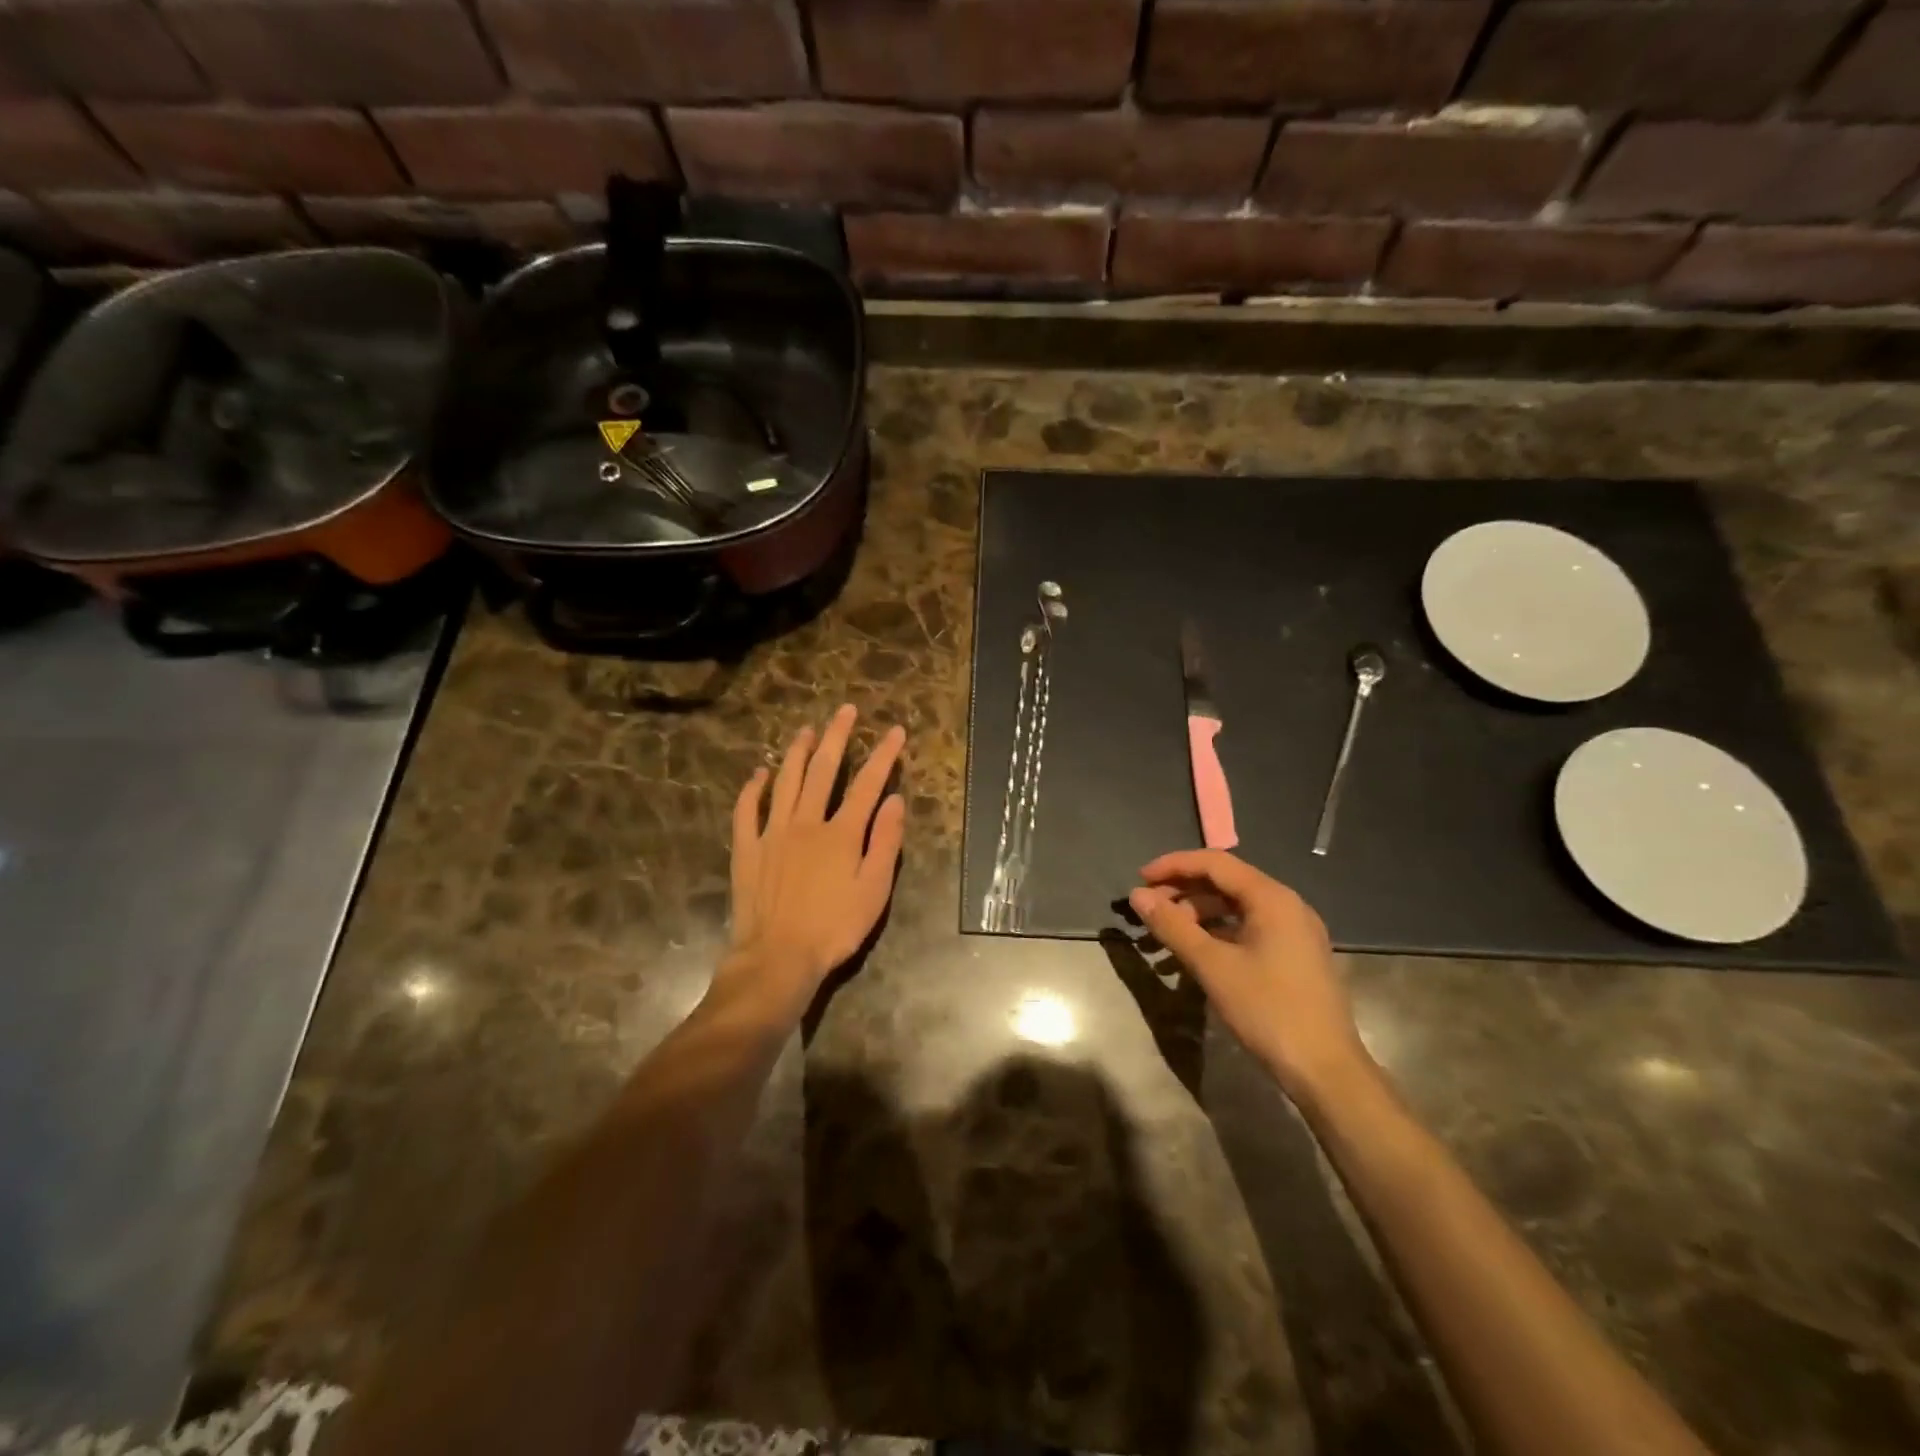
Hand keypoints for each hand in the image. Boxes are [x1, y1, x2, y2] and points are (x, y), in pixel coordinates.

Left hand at [722, 705, 906, 1018]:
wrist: (778, 956)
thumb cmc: (834, 927)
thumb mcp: (874, 890)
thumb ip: (885, 842)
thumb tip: (895, 800)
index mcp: (841, 833)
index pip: (867, 784)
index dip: (884, 755)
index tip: (895, 731)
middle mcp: (806, 822)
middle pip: (822, 769)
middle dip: (836, 736)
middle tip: (845, 711)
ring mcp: (772, 832)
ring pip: (785, 781)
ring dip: (796, 752)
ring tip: (806, 730)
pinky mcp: (747, 848)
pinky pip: (747, 810)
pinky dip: (753, 788)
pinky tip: (759, 773)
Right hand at [1128, 850, 1368, 1100]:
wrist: (1326, 1071)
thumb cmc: (1268, 1010)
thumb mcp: (1213, 966)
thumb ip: (1173, 926)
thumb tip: (1137, 896)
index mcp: (1272, 898)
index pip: (1214, 863)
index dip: (1173, 865)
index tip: (1139, 879)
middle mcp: (1286, 905)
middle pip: (1225, 883)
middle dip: (1182, 892)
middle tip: (1148, 910)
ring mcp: (1294, 932)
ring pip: (1235, 908)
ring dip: (1196, 916)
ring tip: (1164, 936)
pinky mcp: (1294, 956)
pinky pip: (1247, 930)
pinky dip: (1216, 935)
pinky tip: (1192, 956)